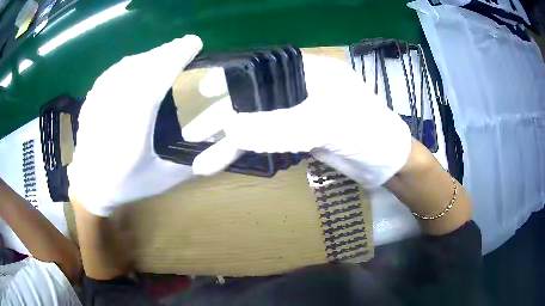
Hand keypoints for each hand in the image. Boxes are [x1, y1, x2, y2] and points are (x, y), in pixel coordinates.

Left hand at [68, 35, 202, 216]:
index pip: (152, 84)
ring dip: (150, 56)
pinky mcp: (92, 99)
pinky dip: (132, 62)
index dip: (174, 59)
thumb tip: (216, 144)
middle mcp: (112, 114)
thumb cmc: (127, 185)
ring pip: (127, 66)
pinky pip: (114, 71)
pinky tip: (140, 63)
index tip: (193, 44)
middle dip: (165, 52)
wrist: (91, 186)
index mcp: (131, 134)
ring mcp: (98, 104)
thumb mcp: (164, 179)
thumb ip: (190, 161)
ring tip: (166, 54)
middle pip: (140, 69)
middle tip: (185, 46)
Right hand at [183, 54, 411, 188]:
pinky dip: (247, 152)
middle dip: (221, 118)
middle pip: (253, 100)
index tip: (205, 91)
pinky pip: (267, 141)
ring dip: (229, 143)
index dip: (231, 79)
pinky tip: (228, 161)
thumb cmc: (370, 132)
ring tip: (201, 161)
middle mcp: (300, 90)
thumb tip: (231, 129)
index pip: (261, 69)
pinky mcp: (300, 137)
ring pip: (257, 125)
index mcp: (308, 73)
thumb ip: (281, 125)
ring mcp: (299, 115)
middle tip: (191, 134)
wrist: (388, 162)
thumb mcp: (330, 123)